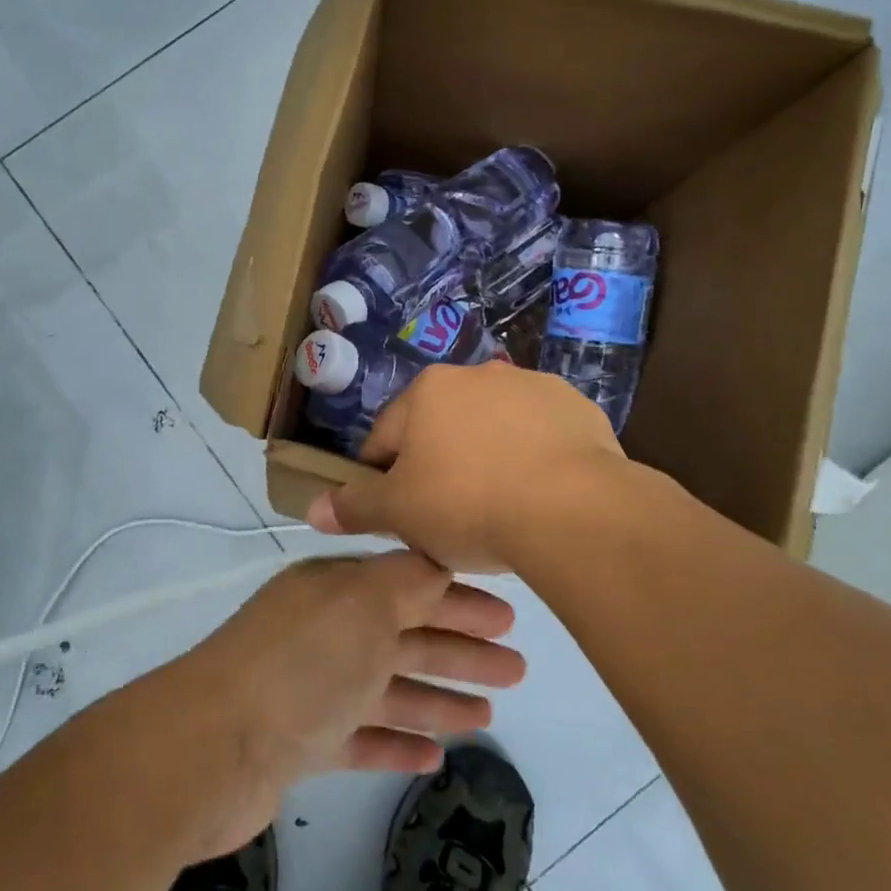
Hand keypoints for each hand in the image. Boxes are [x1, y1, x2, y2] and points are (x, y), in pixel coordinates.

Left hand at [149, 550, 525, 859]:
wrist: (208, 749)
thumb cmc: (300, 665)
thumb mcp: (363, 603)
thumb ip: (407, 579)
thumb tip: (438, 559)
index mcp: (335, 590)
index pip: (409, 584)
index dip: (458, 598)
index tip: (507, 616)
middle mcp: (324, 632)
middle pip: (404, 636)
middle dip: (459, 649)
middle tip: (517, 668)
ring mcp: (310, 690)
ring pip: (387, 688)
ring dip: (436, 698)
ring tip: (488, 714)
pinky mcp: (299, 744)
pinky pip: (361, 738)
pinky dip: (395, 743)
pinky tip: (434, 756)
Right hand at [307, 362, 625, 572]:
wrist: (573, 510)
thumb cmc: (470, 505)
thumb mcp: (400, 513)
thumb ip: (355, 506)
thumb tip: (313, 509)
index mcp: (428, 390)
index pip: (386, 438)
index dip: (382, 479)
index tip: (396, 515)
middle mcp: (478, 374)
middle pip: (442, 427)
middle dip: (439, 465)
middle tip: (449, 515)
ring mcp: (532, 386)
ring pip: (493, 427)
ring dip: (487, 456)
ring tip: (500, 506)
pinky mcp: (577, 407)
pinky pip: (541, 435)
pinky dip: (534, 457)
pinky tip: (541, 494)